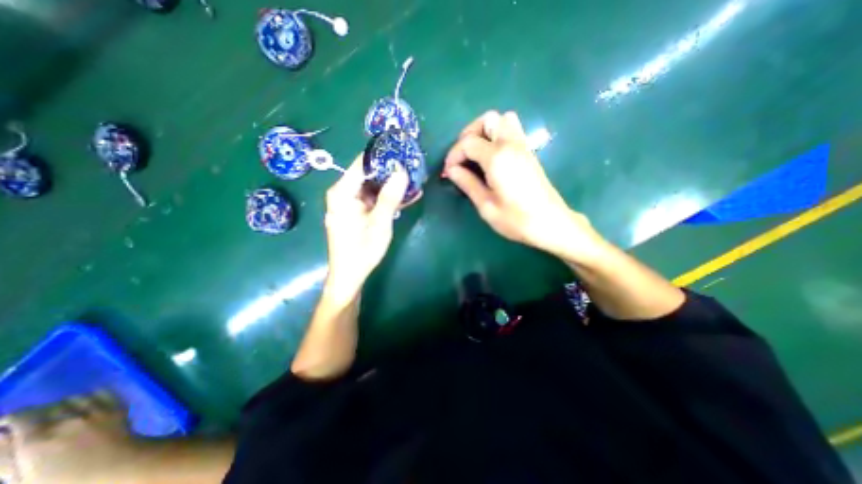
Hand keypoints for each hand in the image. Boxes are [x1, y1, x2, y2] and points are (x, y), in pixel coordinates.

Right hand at [0, 392, 139, 481]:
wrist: (114, 466)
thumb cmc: (65, 480)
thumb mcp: (23, 478)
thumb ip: (6, 458)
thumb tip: (2, 437)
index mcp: (36, 440)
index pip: (21, 416)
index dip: (11, 419)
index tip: (6, 424)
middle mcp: (67, 419)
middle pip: (47, 407)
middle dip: (35, 413)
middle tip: (31, 424)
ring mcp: (96, 410)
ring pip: (74, 398)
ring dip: (63, 405)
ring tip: (59, 415)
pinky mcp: (117, 406)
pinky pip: (102, 393)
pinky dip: (90, 396)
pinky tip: (86, 404)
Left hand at [324, 154, 409, 298]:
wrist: (349, 276)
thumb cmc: (362, 250)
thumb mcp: (380, 223)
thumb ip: (390, 197)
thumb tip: (401, 171)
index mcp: (342, 192)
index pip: (362, 164)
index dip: (383, 158)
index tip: (402, 154)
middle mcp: (343, 194)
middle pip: (368, 176)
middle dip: (391, 174)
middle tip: (413, 169)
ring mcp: (349, 204)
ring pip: (373, 188)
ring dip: (392, 187)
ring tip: (414, 182)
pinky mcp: (355, 213)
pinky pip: (372, 200)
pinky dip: (387, 200)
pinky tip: (406, 198)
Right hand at [445, 110, 600, 259]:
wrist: (550, 223)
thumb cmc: (516, 219)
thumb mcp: (486, 205)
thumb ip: (467, 184)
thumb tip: (452, 170)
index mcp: (497, 157)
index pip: (468, 143)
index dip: (453, 155)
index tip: (449, 172)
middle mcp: (511, 144)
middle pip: (488, 119)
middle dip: (469, 134)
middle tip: (462, 156)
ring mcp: (523, 146)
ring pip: (503, 120)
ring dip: (485, 131)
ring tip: (477, 153)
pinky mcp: (529, 152)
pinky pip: (512, 130)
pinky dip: (498, 135)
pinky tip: (492, 157)